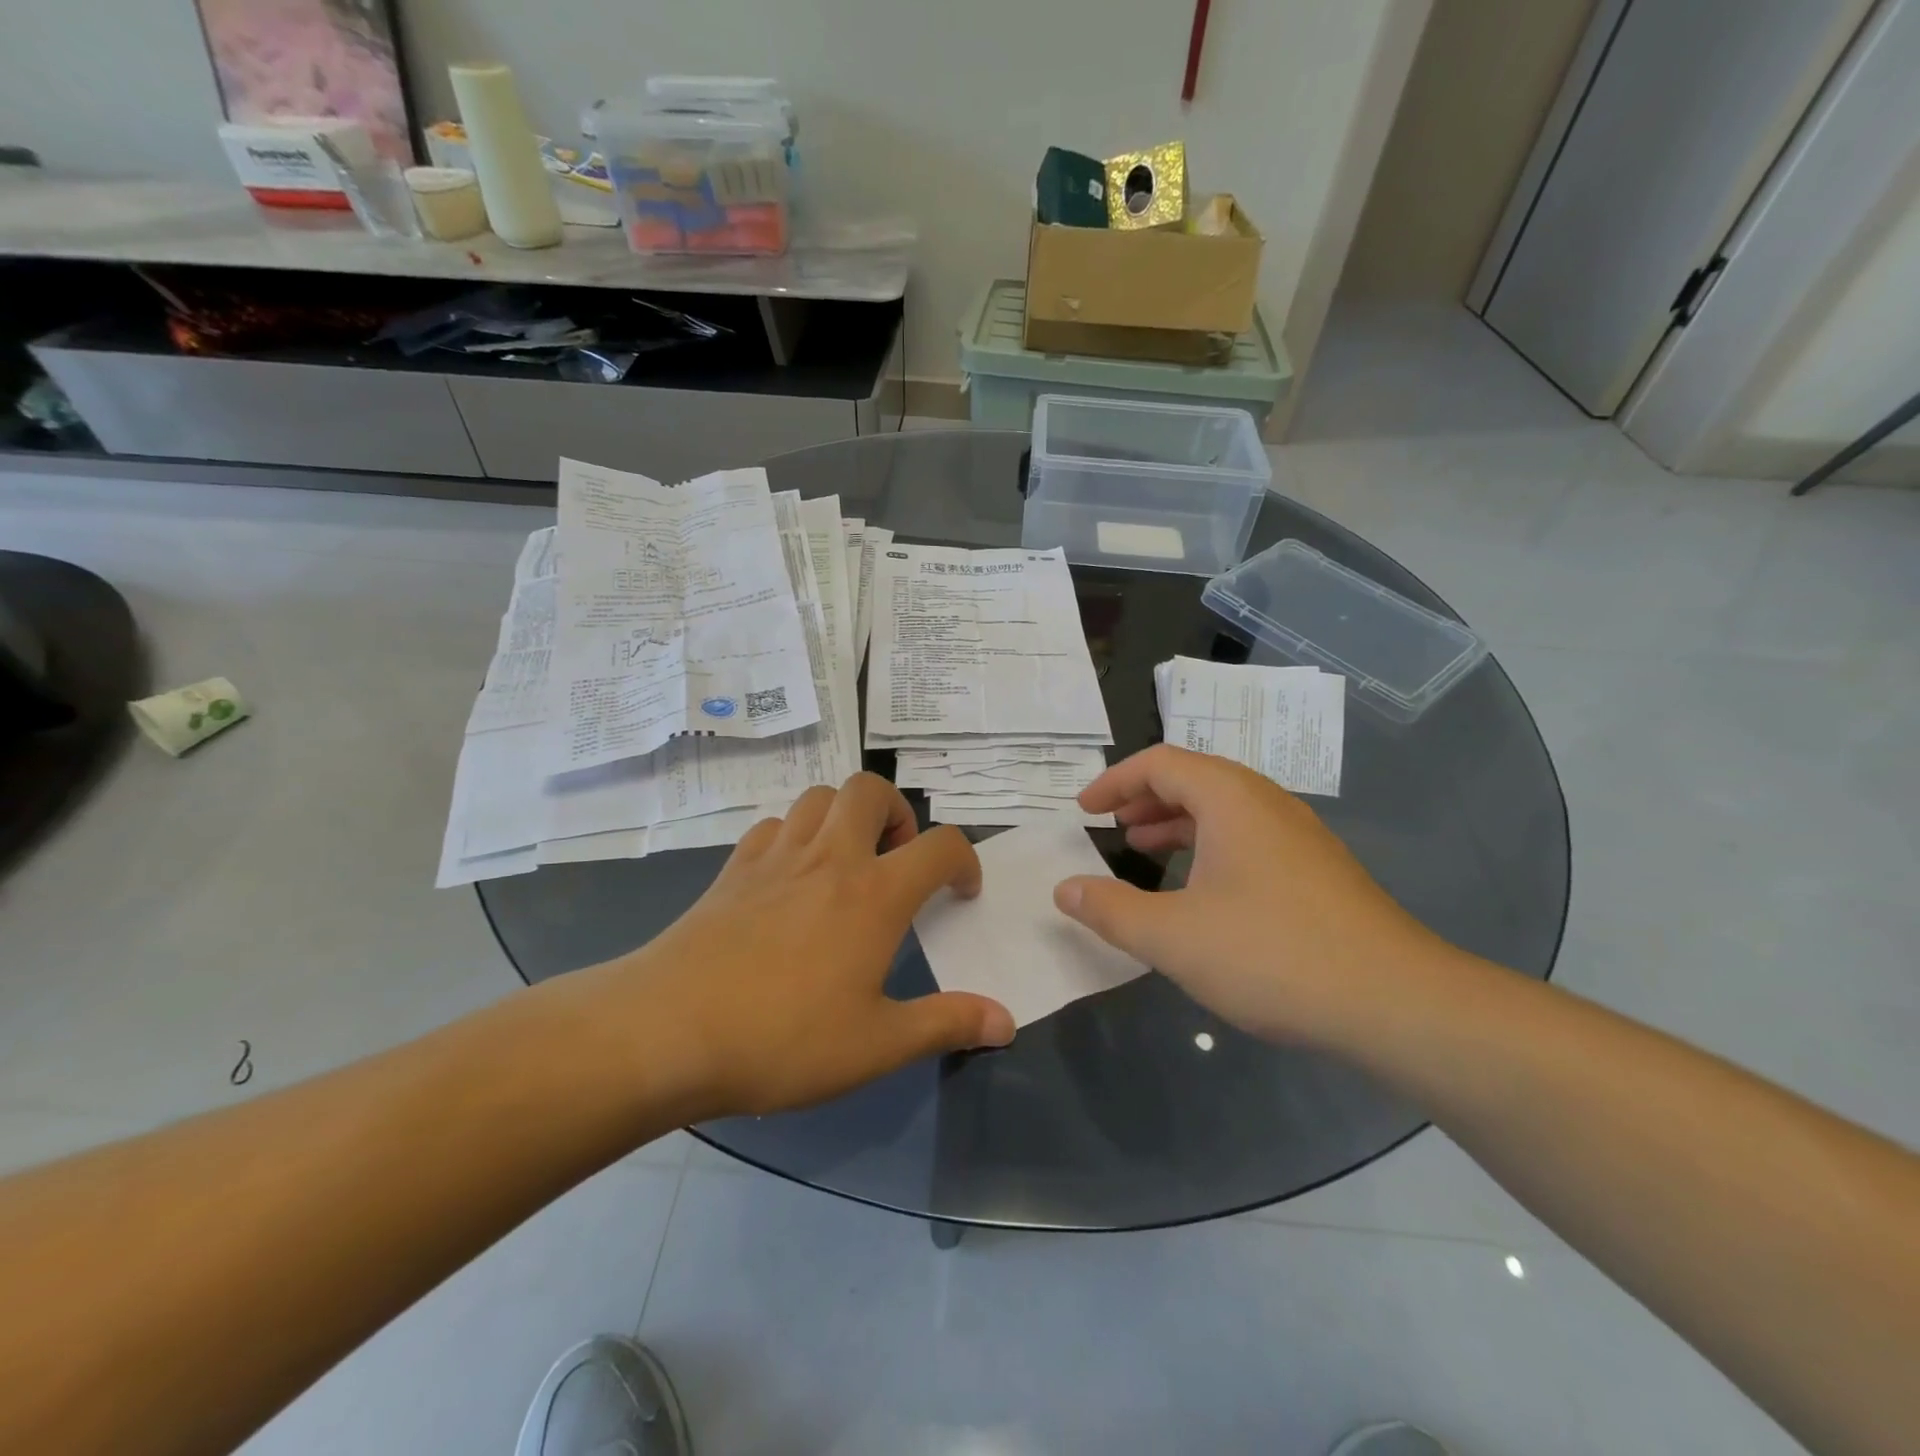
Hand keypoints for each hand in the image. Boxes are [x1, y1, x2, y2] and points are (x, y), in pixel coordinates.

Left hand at [570, 773, 1013, 1120]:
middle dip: (897, 813)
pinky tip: (789, 879)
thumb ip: (946, 1025)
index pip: (941, 846)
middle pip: (871, 789)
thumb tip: (1007, 1021)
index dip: (964, 861)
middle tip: (895, 862)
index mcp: (874, 894)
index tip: (960, 893)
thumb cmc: (782, 1039)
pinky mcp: (733, 868)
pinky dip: (794, 836)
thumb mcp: (876, 1045)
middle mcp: (829, 858)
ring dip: (844, 815)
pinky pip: (773, 826)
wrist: (666, 1030)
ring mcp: (775, 856)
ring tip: (845, 863)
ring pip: (819, 796)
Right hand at [1053, 745, 1451, 1046]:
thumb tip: (1064, 889)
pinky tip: (1200, 890)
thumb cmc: (1272, 955)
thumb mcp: (1173, 937)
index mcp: (1231, 799)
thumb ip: (1110, 909)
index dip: (1115, 780)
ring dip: (1177, 821)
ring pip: (1224, 809)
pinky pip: (1248, 837)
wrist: (1395, 1003)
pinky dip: (1209, 846)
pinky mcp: (1317, 870)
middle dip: (1145, 797)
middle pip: (1195, 778)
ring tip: (1144, 850)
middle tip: (1112, 826)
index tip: (1084, 809)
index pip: (1161, 762)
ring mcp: (1299, 836)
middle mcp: (1268, 803)